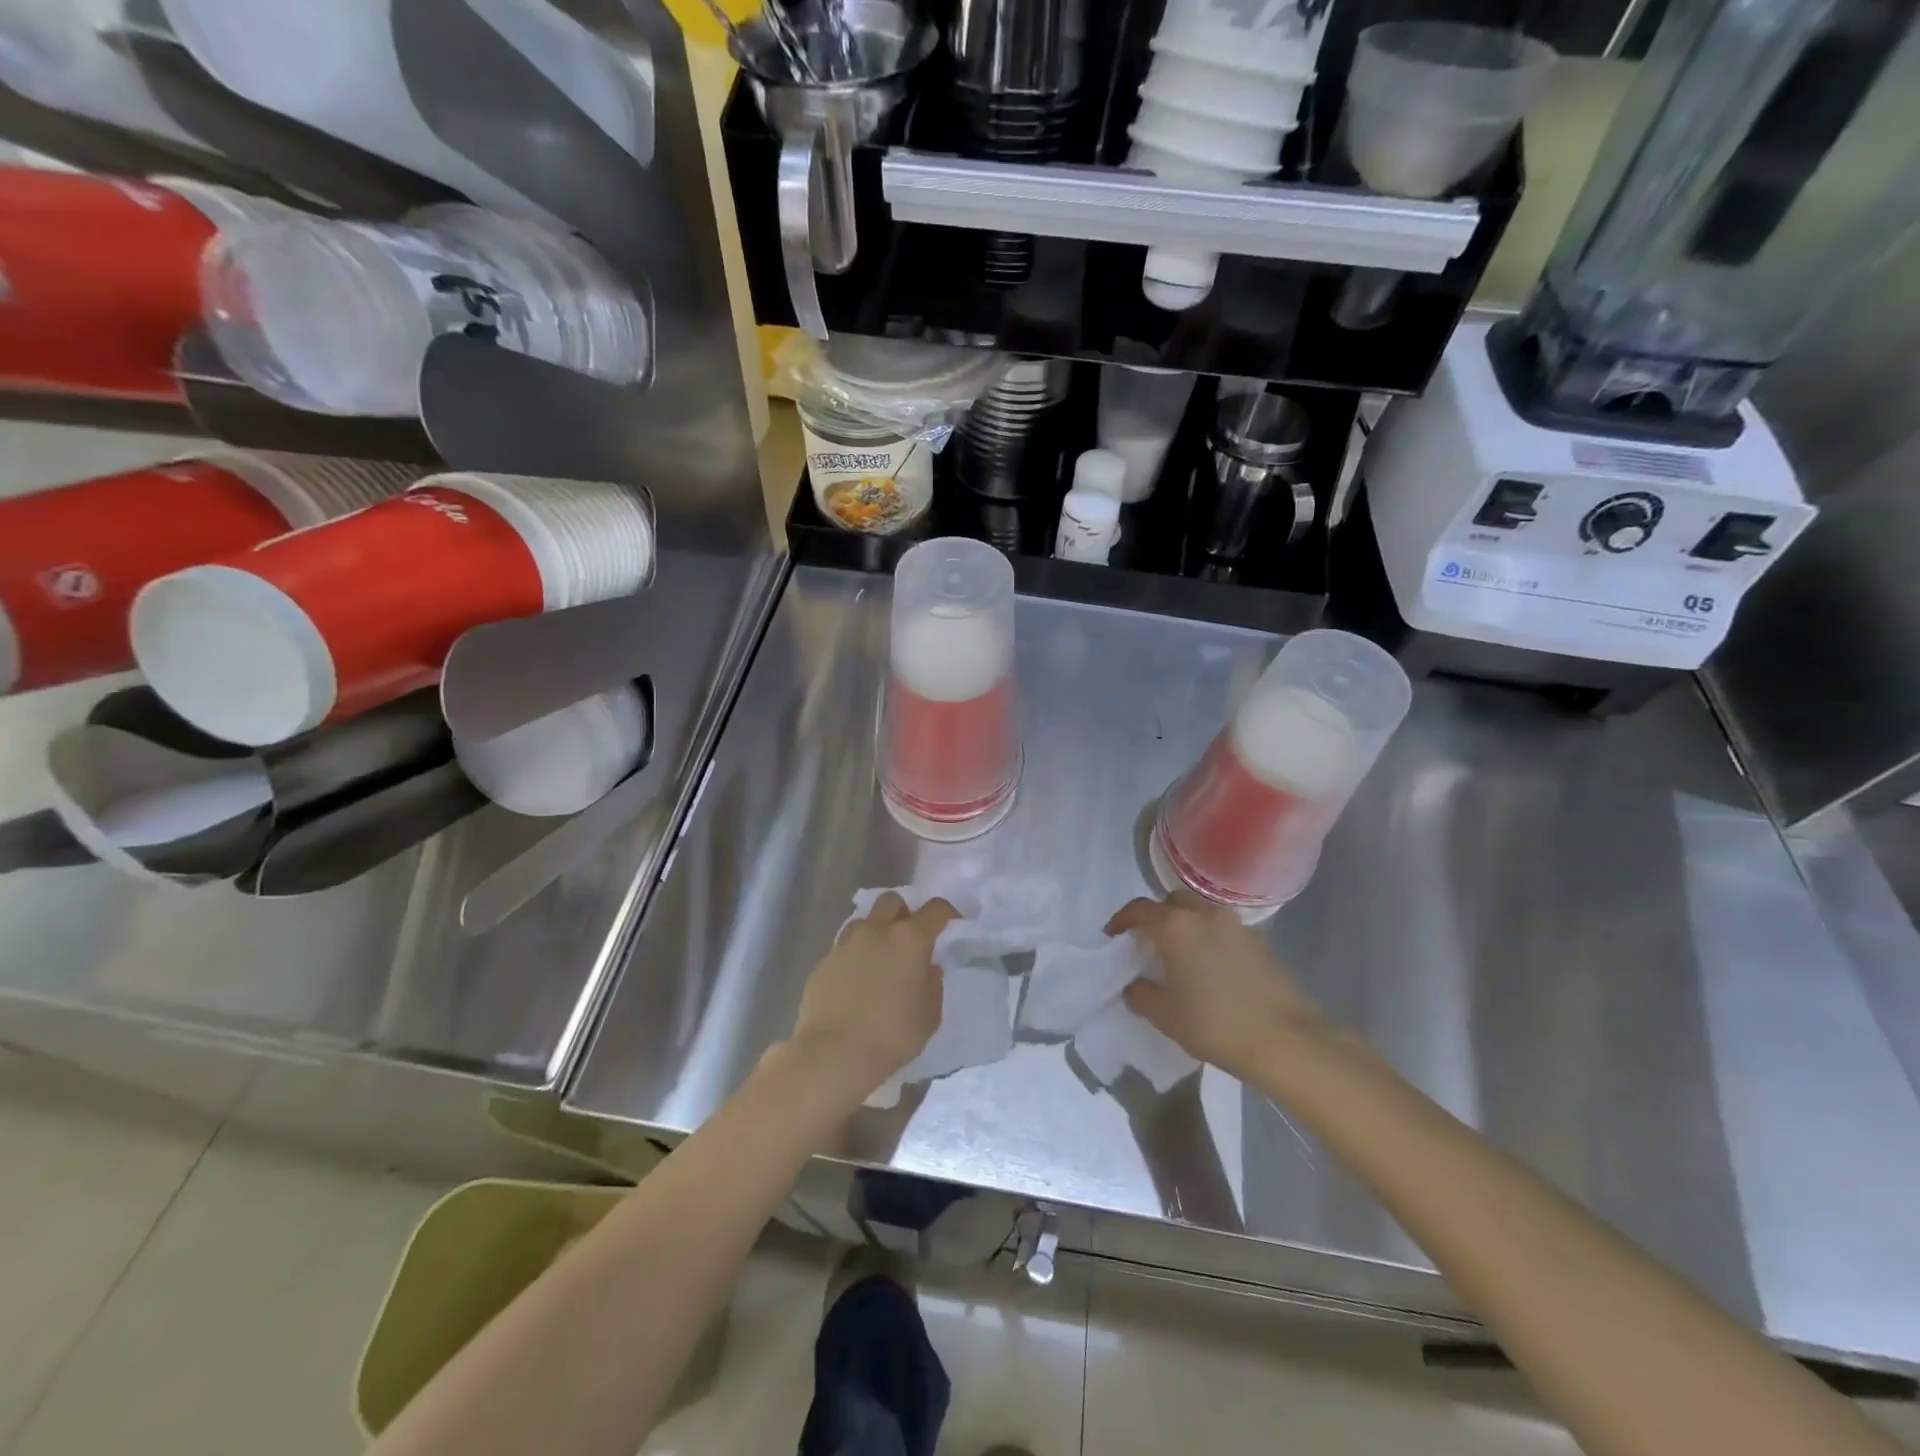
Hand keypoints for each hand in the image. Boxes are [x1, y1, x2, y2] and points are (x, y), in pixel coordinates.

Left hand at [787, 892, 958, 1098]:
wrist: (834, 1053)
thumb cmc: (892, 1035)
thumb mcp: (929, 1016)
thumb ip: (933, 986)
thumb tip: (929, 968)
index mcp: (909, 939)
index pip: (935, 910)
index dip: (946, 912)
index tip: (951, 922)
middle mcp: (876, 931)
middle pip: (892, 902)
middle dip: (904, 912)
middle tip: (909, 936)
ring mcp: (845, 944)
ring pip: (863, 921)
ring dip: (875, 931)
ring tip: (880, 959)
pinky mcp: (823, 962)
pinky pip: (843, 949)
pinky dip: (854, 957)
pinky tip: (855, 983)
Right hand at [1106, 891, 1321, 1079]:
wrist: (1285, 1040)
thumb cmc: (1214, 1023)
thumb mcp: (1165, 1015)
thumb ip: (1141, 995)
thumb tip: (1135, 986)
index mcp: (1176, 926)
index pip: (1140, 909)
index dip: (1122, 920)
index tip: (1113, 935)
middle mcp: (1205, 915)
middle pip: (1173, 902)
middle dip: (1158, 916)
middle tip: (1148, 940)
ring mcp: (1236, 925)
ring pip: (1202, 912)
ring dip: (1186, 925)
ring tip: (1180, 953)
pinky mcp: (1260, 942)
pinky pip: (1224, 930)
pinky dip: (1210, 938)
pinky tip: (1210, 967)